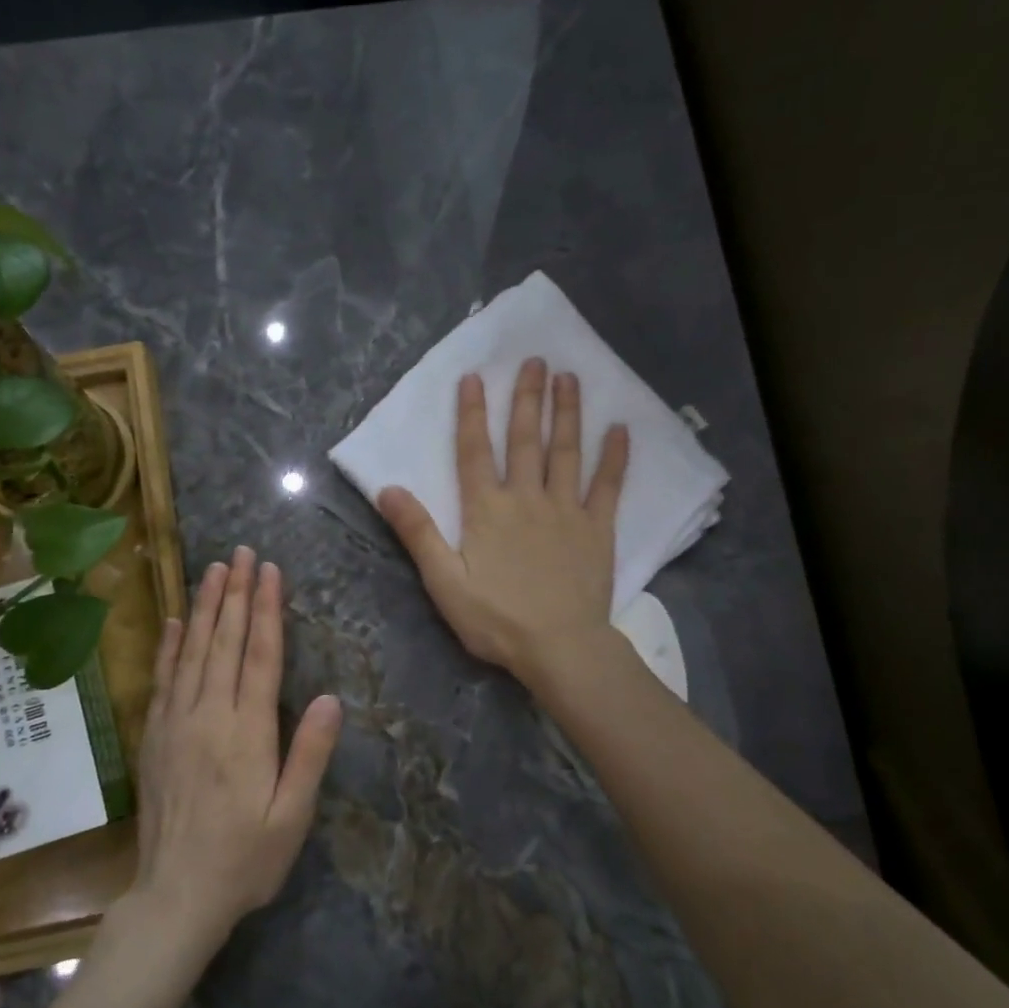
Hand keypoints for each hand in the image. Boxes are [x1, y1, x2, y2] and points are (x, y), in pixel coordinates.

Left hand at [127, 546, 342, 949]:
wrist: (175, 897)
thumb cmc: (245, 860)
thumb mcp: (291, 817)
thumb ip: (310, 755)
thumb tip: (331, 698)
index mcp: (247, 733)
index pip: (259, 656)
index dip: (266, 610)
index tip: (269, 571)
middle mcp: (209, 716)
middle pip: (224, 642)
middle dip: (235, 593)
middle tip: (242, 553)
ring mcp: (176, 723)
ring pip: (192, 652)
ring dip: (204, 608)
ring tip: (213, 570)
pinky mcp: (155, 737)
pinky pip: (162, 680)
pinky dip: (168, 646)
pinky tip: (174, 620)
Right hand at [377, 359, 628, 690]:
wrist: (559, 647)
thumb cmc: (496, 619)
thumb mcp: (444, 581)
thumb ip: (418, 533)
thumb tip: (388, 489)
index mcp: (487, 510)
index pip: (474, 452)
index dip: (471, 413)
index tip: (474, 377)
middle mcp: (526, 498)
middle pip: (524, 440)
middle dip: (527, 398)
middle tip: (535, 360)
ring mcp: (566, 510)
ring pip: (565, 452)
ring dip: (566, 413)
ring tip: (569, 377)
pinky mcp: (597, 528)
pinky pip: (607, 486)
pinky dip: (614, 457)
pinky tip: (620, 429)